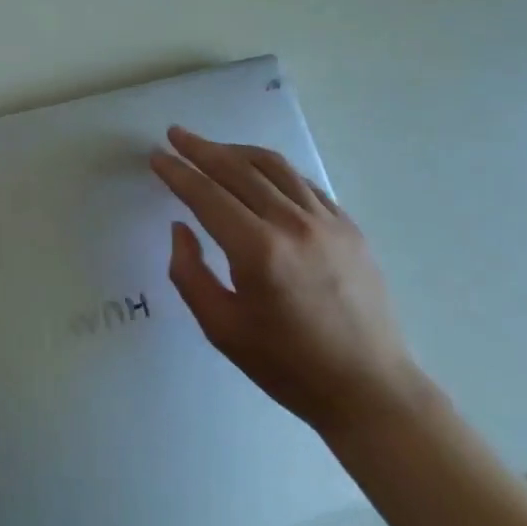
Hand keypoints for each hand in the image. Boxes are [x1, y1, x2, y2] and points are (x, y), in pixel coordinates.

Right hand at [152, 126, 419, 435]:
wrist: (370, 390)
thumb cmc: (288, 365)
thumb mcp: (221, 329)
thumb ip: (189, 273)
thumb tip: (181, 227)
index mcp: (258, 251)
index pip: (207, 195)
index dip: (178, 173)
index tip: (156, 157)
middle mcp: (292, 224)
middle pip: (238, 170)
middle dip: (201, 149)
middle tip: (176, 135)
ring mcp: (326, 221)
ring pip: (273, 167)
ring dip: (236, 151)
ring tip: (212, 148)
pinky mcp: (348, 226)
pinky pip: (303, 183)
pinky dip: (273, 169)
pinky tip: (258, 173)